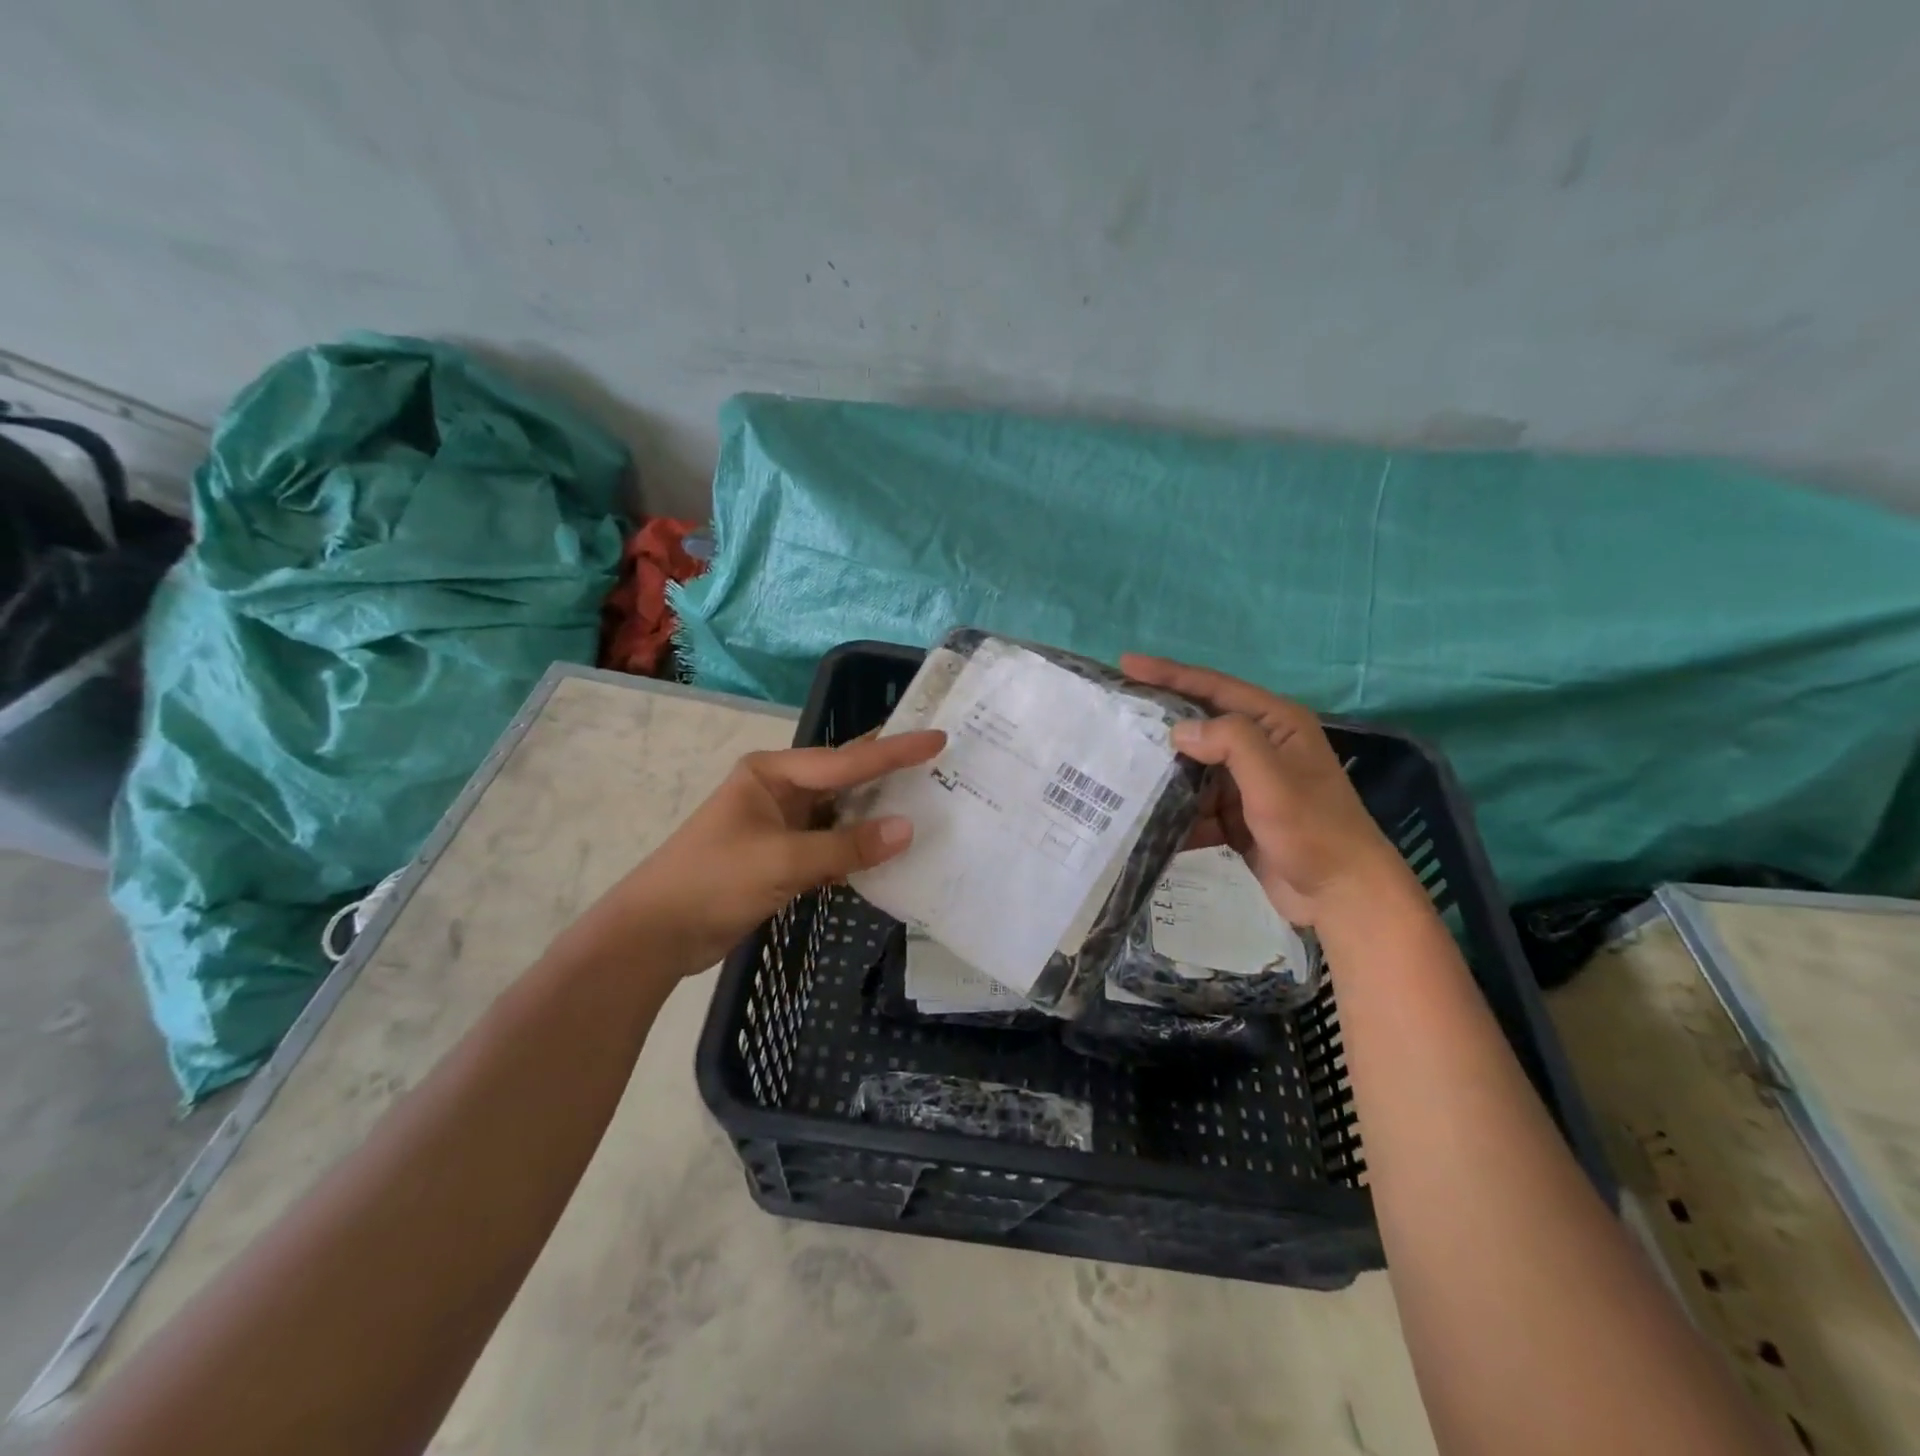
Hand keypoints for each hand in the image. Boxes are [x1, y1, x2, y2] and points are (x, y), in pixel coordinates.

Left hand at [605, 730, 946, 972]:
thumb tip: (907, 829)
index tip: (937, 738)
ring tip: (928, 803)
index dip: (894, 751)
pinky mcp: (783, 857)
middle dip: (889, 772)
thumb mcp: (782, 861)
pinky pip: (832, 844)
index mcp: (772, 773)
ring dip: (877, 814)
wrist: (655, 935)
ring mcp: (781, 824)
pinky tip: (890, 851)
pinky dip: (858, 848)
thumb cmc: (712, 882)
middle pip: (845, 778)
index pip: (845, 761)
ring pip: (841, 813)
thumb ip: (846, 846)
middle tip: (940, 762)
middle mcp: (780, 790)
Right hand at [1122, 654, 1410, 926]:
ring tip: (1118, 773)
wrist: (1343, 897)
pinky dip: (1175, 815)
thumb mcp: (1273, 779)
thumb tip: (1179, 730)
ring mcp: (1247, 785)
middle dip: (1159, 726)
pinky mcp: (1237, 818)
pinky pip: (1196, 808)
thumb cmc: (1313, 829)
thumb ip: (1230, 743)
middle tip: (1113, 718)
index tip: (1126, 665)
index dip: (1169, 673)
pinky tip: (1144, 821)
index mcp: (1276, 724)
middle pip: (1199, 726)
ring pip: (1192, 770)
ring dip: (1162, 776)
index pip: (1214, 687)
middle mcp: (1261, 748)